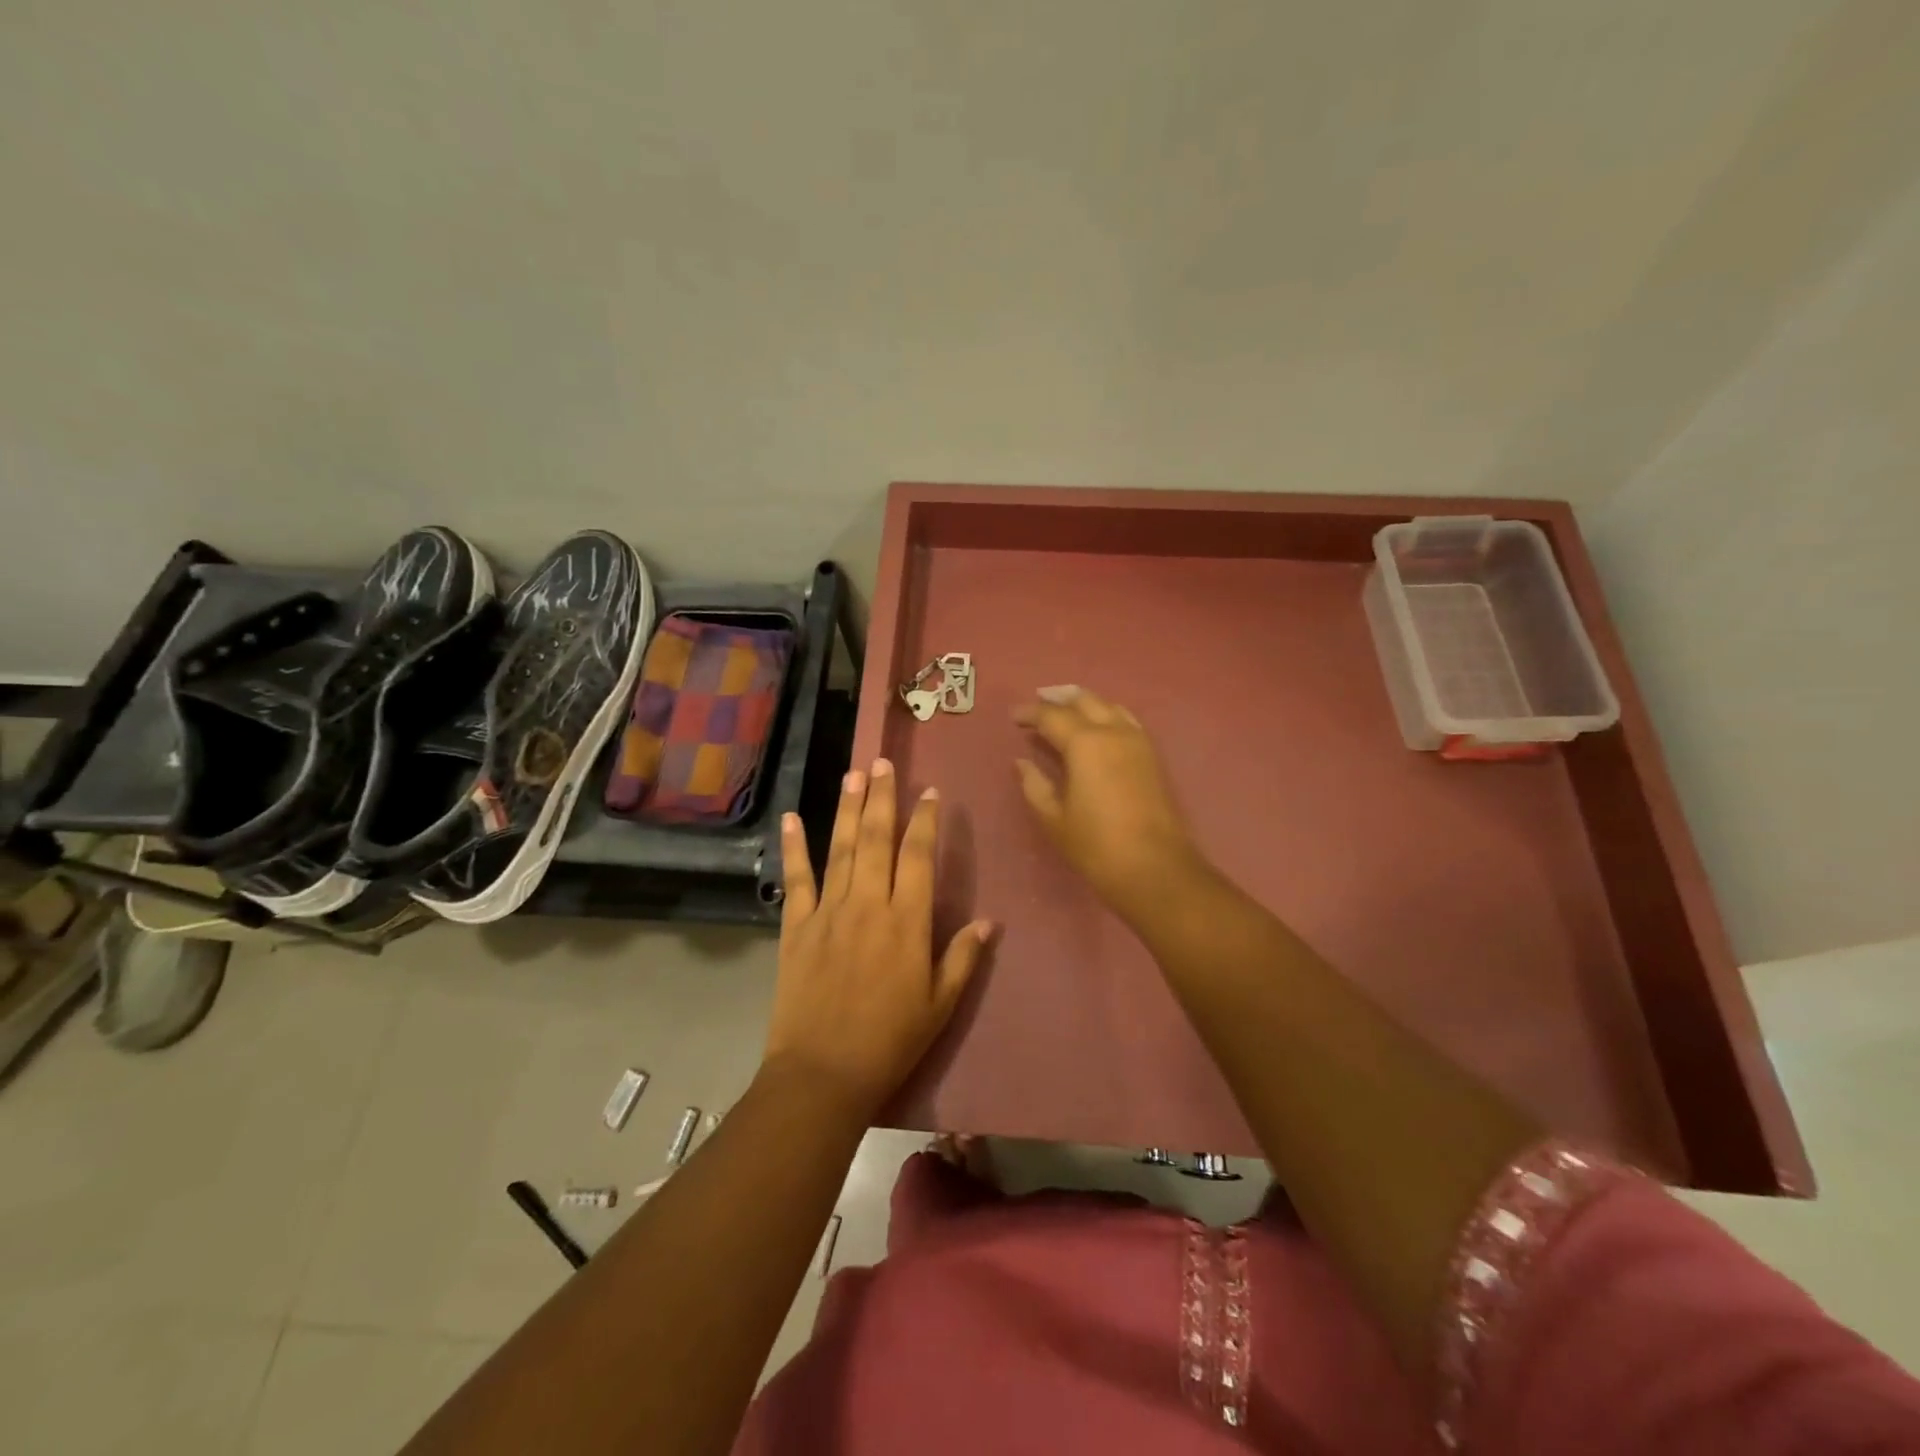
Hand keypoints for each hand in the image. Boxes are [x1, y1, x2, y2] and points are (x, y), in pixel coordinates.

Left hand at [763, 760, 993, 1120]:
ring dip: (847, 808)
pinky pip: (797, 879)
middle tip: (884, 762)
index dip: (925, 821)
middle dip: (882, 797)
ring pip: (840, 848)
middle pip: (876, 839)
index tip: (929, 792)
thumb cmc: (890, 1040)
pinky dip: (794, 847)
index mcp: (907, 921)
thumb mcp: (940, 1004)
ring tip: (853, 774)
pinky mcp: (796, 926)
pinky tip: (792, 818)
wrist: (823, 1074)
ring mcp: (828, 911)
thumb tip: (989, 921)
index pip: (918, 856)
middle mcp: (868, 904)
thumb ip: (963, 957)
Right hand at [1013, 685, 1199, 914]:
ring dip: (1086, 704)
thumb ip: (1035, 785)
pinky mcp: (1153, 757)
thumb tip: (1022, 762)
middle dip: (1059, 700)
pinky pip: (1127, 722)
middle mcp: (1114, 732)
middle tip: (1039, 705)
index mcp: (1085, 743)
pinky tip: (1099, 729)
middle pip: (1085, 701)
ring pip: (1110, 707)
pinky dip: (1108, 716)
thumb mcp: (1054, 818)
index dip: (1031, 713)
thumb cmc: (1096, 845)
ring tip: (1067, 711)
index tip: (1014, 717)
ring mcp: (1138, 742)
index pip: (1052, 716)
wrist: (1154, 868)